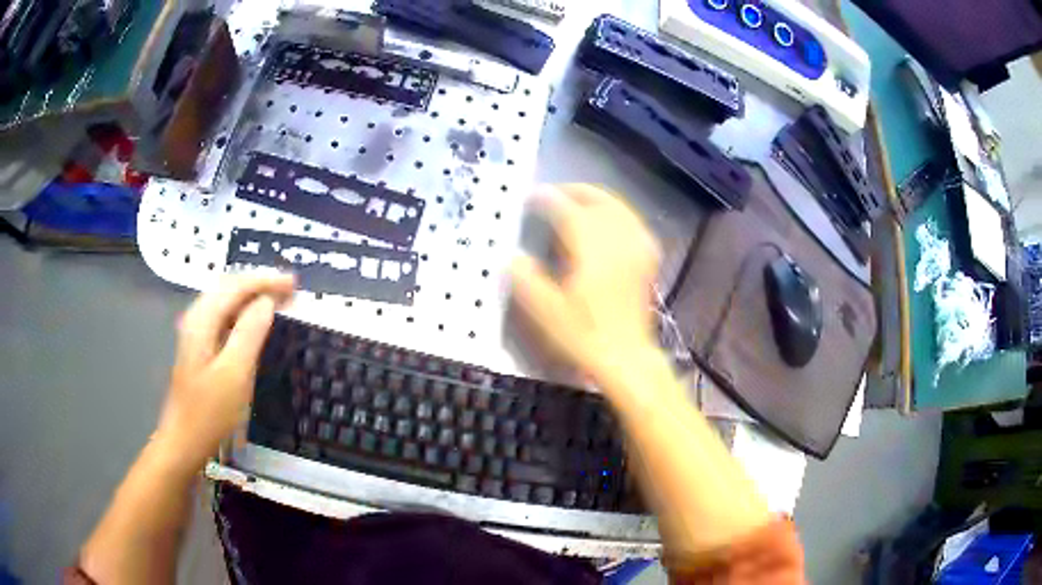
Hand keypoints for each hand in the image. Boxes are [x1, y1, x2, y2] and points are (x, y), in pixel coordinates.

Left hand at [157, 273, 294, 463]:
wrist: (184, 442)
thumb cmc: (209, 412)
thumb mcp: (234, 373)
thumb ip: (249, 332)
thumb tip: (267, 301)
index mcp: (202, 319)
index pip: (236, 285)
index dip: (265, 280)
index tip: (295, 283)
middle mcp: (197, 319)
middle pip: (229, 287)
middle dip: (260, 283)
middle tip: (291, 289)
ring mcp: (197, 334)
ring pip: (227, 303)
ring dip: (253, 297)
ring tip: (279, 300)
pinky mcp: (201, 349)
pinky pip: (225, 319)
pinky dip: (245, 314)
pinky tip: (256, 322)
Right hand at [510, 184, 661, 388]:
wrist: (626, 358)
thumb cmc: (584, 336)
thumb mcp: (546, 312)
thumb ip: (526, 280)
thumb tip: (512, 257)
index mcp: (590, 248)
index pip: (567, 210)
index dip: (547, 199)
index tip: (532, 197)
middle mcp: (616, 241)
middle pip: (598, 201)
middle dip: (575, 191)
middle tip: (554, 194)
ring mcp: (636, 249)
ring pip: (620, 209)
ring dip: (598, 199)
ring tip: (580, 202)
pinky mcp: (647, 262)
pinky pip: (635, 225)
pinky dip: (621, 216)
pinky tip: (613, 223)